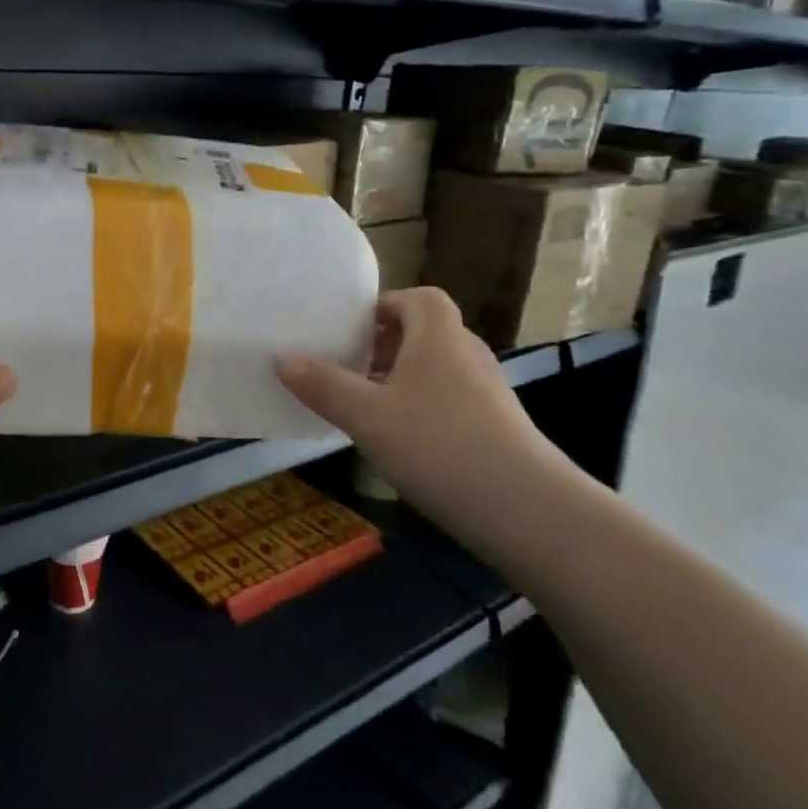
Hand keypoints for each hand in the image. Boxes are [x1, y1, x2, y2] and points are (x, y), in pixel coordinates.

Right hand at [276, 288, 564, 540]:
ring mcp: (486, 393)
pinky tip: (399, 442)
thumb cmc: (438, 445)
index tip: (349, 330)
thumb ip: (323, 385)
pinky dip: (420, 409)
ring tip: (363, 406)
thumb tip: (282, 358)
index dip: (383, 306)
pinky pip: (448, 402)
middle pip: (424, 333)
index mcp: (439, 336)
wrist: (525, 509)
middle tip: (346, 368)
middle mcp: (467, 354)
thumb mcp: (367, 415)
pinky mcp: (495, 428)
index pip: (418, 298)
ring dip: (399, 380)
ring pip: (435, 371)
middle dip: (383, 346)